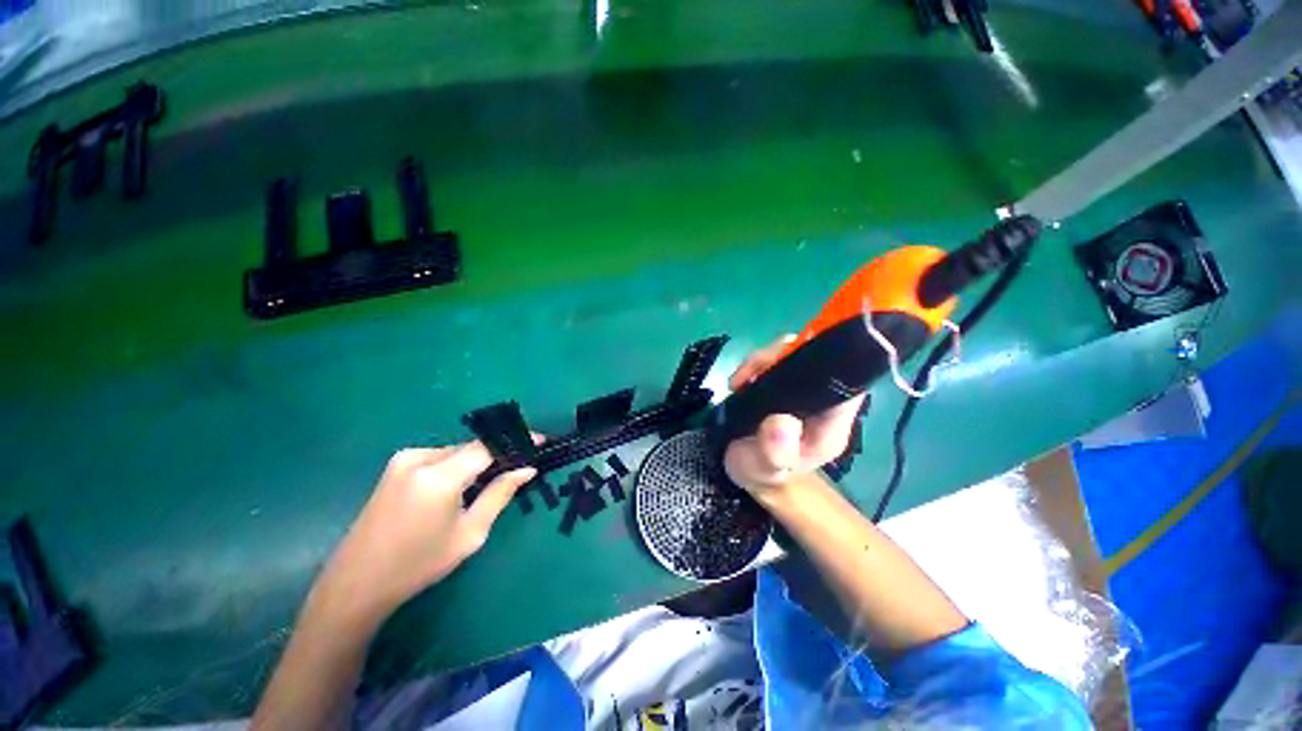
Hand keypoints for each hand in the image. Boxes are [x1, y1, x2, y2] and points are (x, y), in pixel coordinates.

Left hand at [310, 442, 536, 624]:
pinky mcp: (395, 467)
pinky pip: (439, 457)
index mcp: (439, 477)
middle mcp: (420, 458)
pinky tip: (462, 486)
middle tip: (519, 466)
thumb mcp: (469, 533)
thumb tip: (527, 468)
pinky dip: (457, 466)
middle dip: (497, 454)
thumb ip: (500, 494)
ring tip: (493, 479)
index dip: (517, 442)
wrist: (357, 584)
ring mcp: (403, 460)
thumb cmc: (419, 565)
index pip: (488, 447)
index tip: (540, 442)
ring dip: (477, 461)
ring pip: (456, 451)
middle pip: (472, 447)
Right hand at [723, 335, 865, 495]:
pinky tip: (741, 380)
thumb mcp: (764, 469)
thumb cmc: (763, 472)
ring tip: (740, 380)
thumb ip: (774, 452)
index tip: (789, 361)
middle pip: (818, 360)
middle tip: (751, 373)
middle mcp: (822, 403)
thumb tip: (781, 424)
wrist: (749, 470)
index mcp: (830, 424)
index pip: (847, 384)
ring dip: (764, 359)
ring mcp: (802, 391)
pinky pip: (775, 361)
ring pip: (794, 355)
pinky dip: (756, 364)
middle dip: (782, 355)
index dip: (828, 364)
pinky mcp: (784, 385)